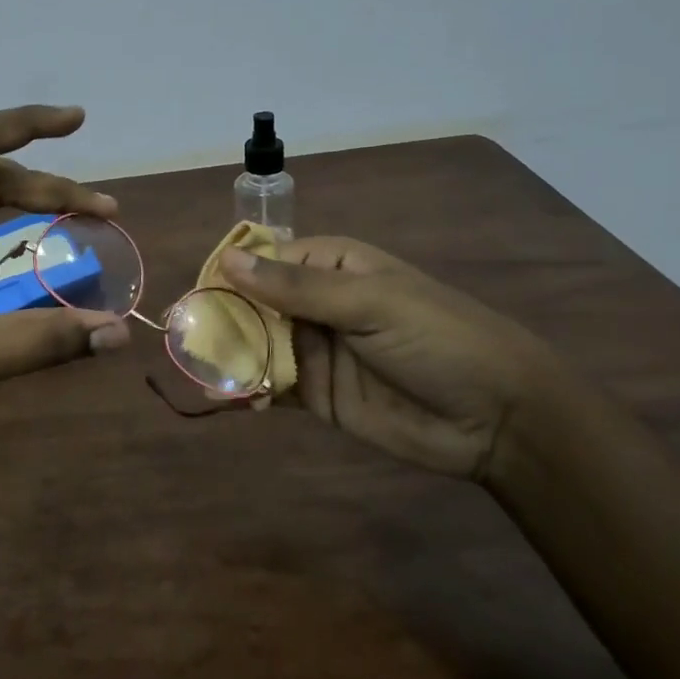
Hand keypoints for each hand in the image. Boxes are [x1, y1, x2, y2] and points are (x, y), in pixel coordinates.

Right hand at [218, 236, 582, 479]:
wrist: (498, 418)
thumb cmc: (438, 339)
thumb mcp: (369, 303)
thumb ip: (296, 289)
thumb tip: (227, 260)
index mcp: (330, 268)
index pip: (264, 262)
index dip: (226, 274)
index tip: (191, 293)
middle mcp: (315, 305)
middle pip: (252, 305)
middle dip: (220, 319)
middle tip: (181, 337)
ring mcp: (315, 350)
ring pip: (256, 346)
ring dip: (229, 357)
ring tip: (199, 373)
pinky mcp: (317, 395)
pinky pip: (272, 387)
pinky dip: (249, 391)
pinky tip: (233, 400)